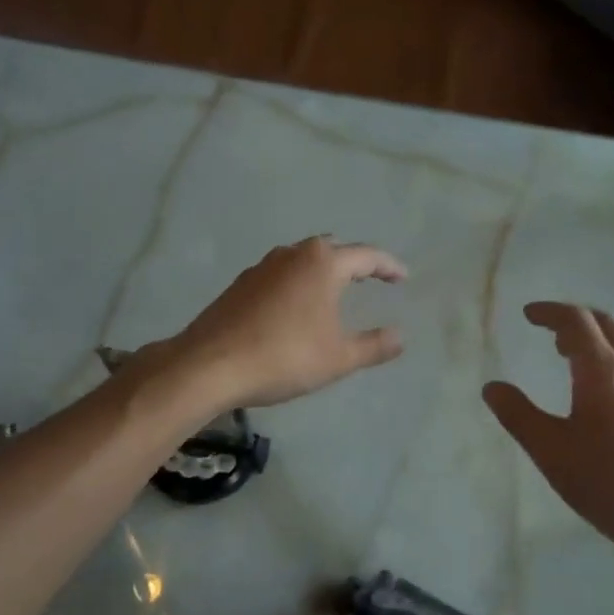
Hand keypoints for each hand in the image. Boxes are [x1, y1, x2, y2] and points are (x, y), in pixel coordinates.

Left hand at [169, 237, 407, 409]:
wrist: (210, 365)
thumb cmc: (284, 357)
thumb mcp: (338, 358)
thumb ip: (373, 345)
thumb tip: (400, 336)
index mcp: (322, 263)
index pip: (366, 256)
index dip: (389, 267)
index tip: (403, 277)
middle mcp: (292, 255)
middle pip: (331, 249)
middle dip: (353, 262)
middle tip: (370, 279)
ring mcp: (261, 267)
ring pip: (301, 260)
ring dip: (321, 272)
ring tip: (334, 292)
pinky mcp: (240, 285)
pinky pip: (279, 276)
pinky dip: (296, 285)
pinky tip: (294, 309)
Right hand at [483, 303, 613, 574]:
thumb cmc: (611, 483)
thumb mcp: (552, 452)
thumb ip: (519, 416)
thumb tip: (492, 387)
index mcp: (603, 372)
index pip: (577, 321)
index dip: (550, 312)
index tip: (528, 314)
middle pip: (606, 325)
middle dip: (575, 319)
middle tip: (549, 330)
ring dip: (594, 342)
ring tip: (568, 358)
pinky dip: (609, 363)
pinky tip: (599, 396)